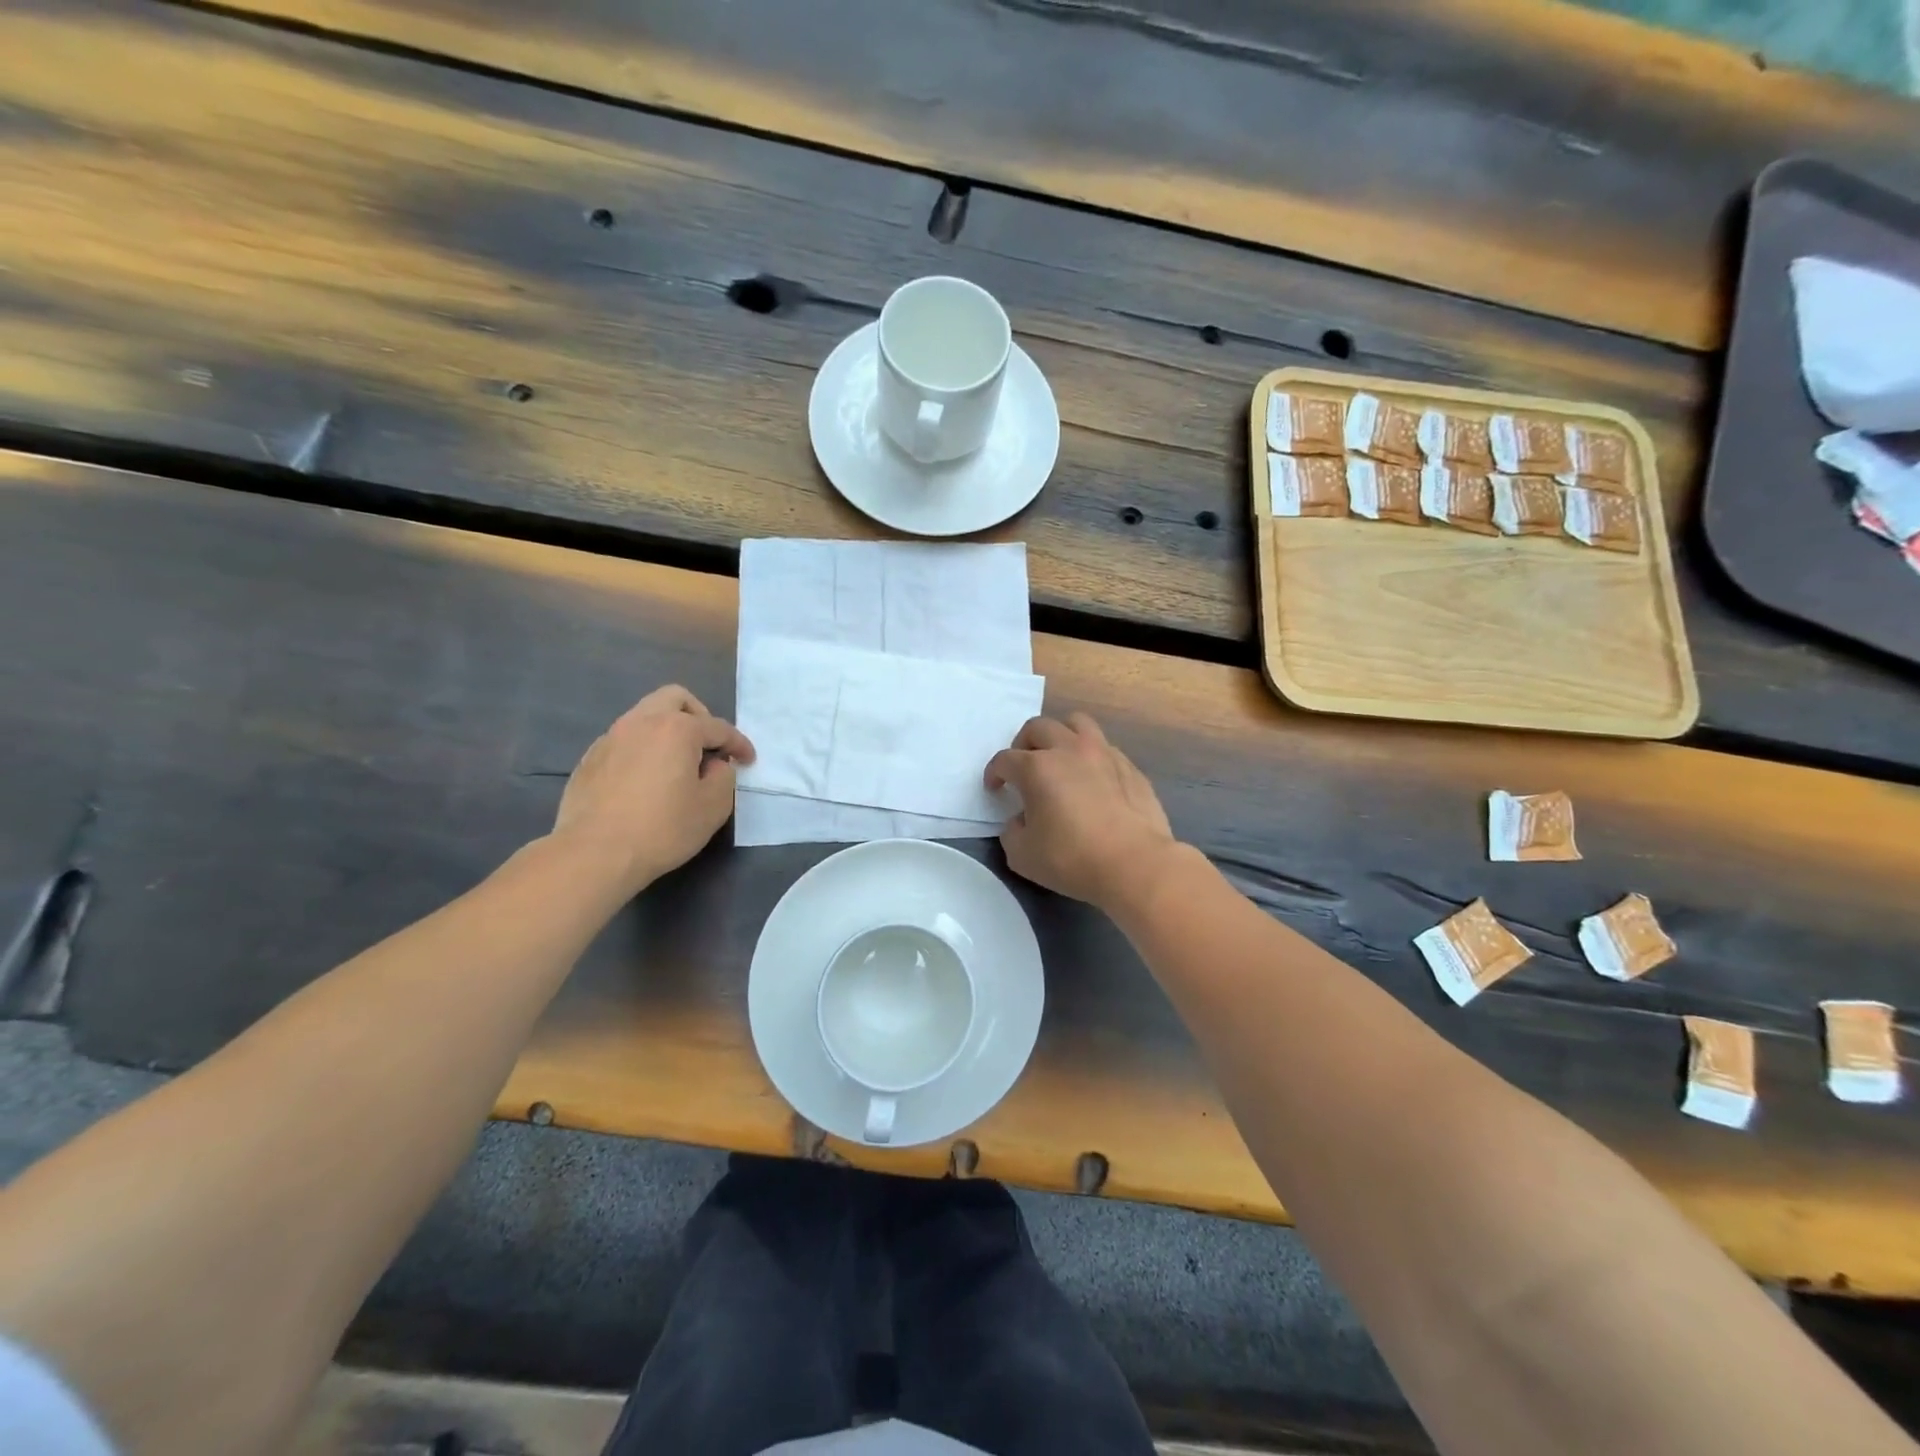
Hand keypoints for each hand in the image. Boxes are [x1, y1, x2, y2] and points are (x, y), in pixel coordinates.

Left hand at [552, 685, 753, 894]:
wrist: (594, 854)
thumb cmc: (662, 828)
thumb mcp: (713, 807)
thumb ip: (724, 777)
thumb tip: (715, 765)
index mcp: (677, 729)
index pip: (717, 727)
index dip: (738, 743)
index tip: (748, 760)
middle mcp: (641, 722)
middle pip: (675, 698)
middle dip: (699, 716)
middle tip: (708, 745)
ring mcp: (610, 738)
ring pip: (645, 716)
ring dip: (667, 731)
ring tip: (676, 763)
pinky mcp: (590, 759)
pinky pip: (624, 741)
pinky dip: (642, 749)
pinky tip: (645, 780)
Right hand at [984, 712, 1177, 908]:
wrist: (1135, 865)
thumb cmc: (1072, 860)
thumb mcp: (1022, 856)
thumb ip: (1012, 831)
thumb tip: (1021, 820)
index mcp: (1037, 768)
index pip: (1005, 760)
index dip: (995, 773)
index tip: (995, 788)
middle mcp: (1069, 750)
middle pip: (1038, 727)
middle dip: (1024, 744)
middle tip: (1024, 768)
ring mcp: (1104, 754)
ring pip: (1077, 723)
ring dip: (1061, 736)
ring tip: (1060, 758)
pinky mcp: (1130, 767)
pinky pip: (1105, 748)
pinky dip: (1091, 757)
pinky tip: (1093, 781)